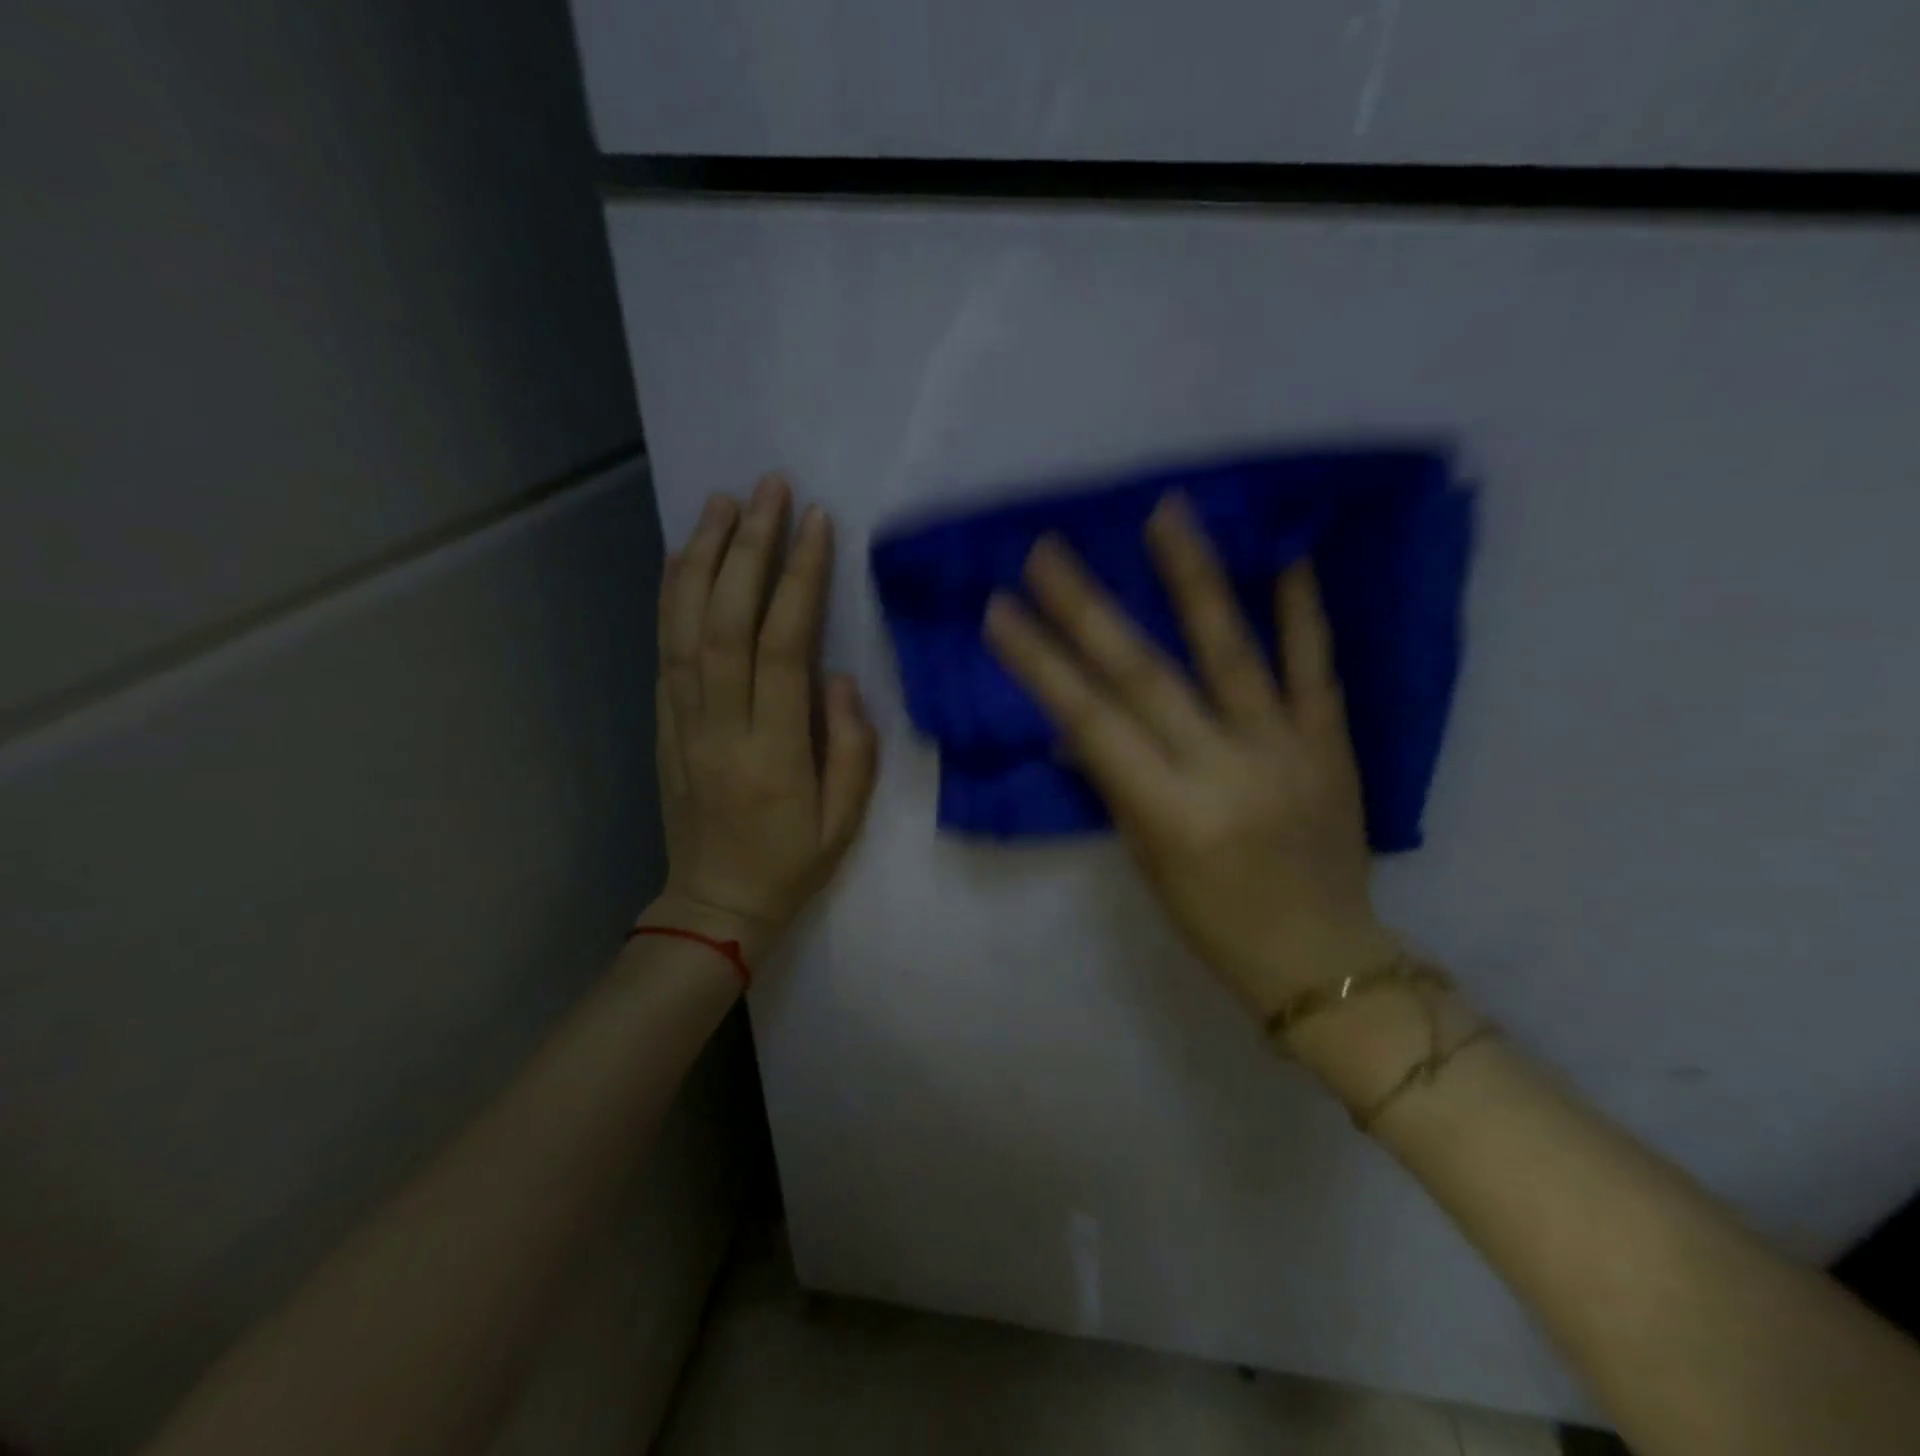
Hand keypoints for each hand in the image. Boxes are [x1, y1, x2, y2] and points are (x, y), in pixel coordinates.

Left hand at [647, 475, 878, 958]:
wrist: (714, 904)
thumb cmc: (791, 863)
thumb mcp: (845, 820)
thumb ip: (851, 748)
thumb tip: (839, 678)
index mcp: (772, 754)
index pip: (783, 649)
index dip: (798, 581)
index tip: (815, 525)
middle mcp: (719, 728)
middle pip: (726, 623)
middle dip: (747, 548)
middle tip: (768, 489)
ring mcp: (682, 722)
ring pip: (685, 627)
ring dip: (702, 558)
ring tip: (723, 502)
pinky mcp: (663, 723)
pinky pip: (664, 650)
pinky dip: (672, 596)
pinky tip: (685, 556)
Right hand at [983, 493, 1396, 1014]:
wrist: (1324, 958)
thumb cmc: (1214, 923)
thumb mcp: (1146, 861)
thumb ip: (1116, 784)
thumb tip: (1078, 726)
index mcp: (1167, 812)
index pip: (1089, 721)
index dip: (1040, 662)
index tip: (1000, 609)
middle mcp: (1222, 769)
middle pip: (1144, 675)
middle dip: (1087, 609)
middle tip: (1048, 551)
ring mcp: (1284, 749)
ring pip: (1231, 651)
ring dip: (1192, 578)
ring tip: (1165, 513)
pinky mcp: (1333, 742)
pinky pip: (1317, 667)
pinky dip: (1302, 609)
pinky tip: (1287, 552)